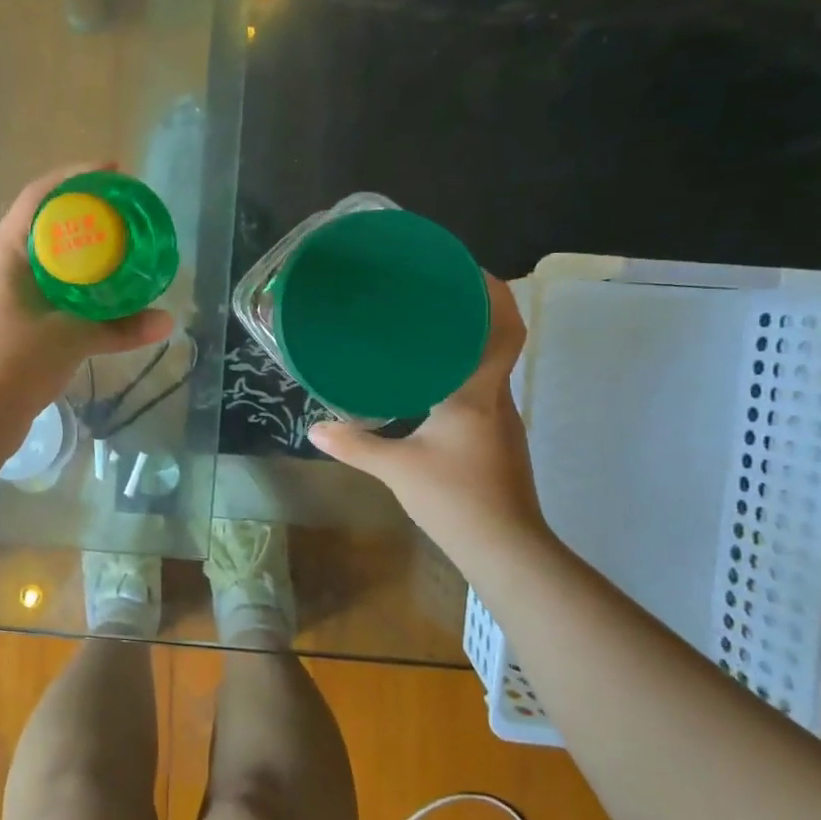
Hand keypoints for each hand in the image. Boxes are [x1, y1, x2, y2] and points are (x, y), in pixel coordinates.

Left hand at [0, 165, 175, 432]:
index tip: (114, 172)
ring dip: (85, 246)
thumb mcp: (70, 338)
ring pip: (53, 256)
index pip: (40, 197)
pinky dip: (82, 282)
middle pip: (49, 222)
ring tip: (124, 243)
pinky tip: (108, 289)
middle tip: (128, 209)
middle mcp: (7, 267)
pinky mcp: (20, 320)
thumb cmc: (12, 363)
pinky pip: (56, 287)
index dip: (76, 177)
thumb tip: (167, 320)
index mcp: (8, 255)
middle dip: (87, 210)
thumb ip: (119, 327)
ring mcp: (12, 294)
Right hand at [308, 276, 553, 560]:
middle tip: (434, 292)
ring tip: (427, 329)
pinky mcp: (498, 440)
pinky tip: (433, 382)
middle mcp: (497, 398)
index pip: (503, 331)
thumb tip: (315, 430)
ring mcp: (503, 421)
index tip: (469, 270)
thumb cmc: (456, 498)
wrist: (505, 549)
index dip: (495, 295)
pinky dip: (464, 372)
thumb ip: (355, 445)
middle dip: (475, 310)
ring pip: (491, 366)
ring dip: (469, 342)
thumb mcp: (397, 468)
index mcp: (477, 393)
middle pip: (499, 341)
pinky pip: (484, 389)